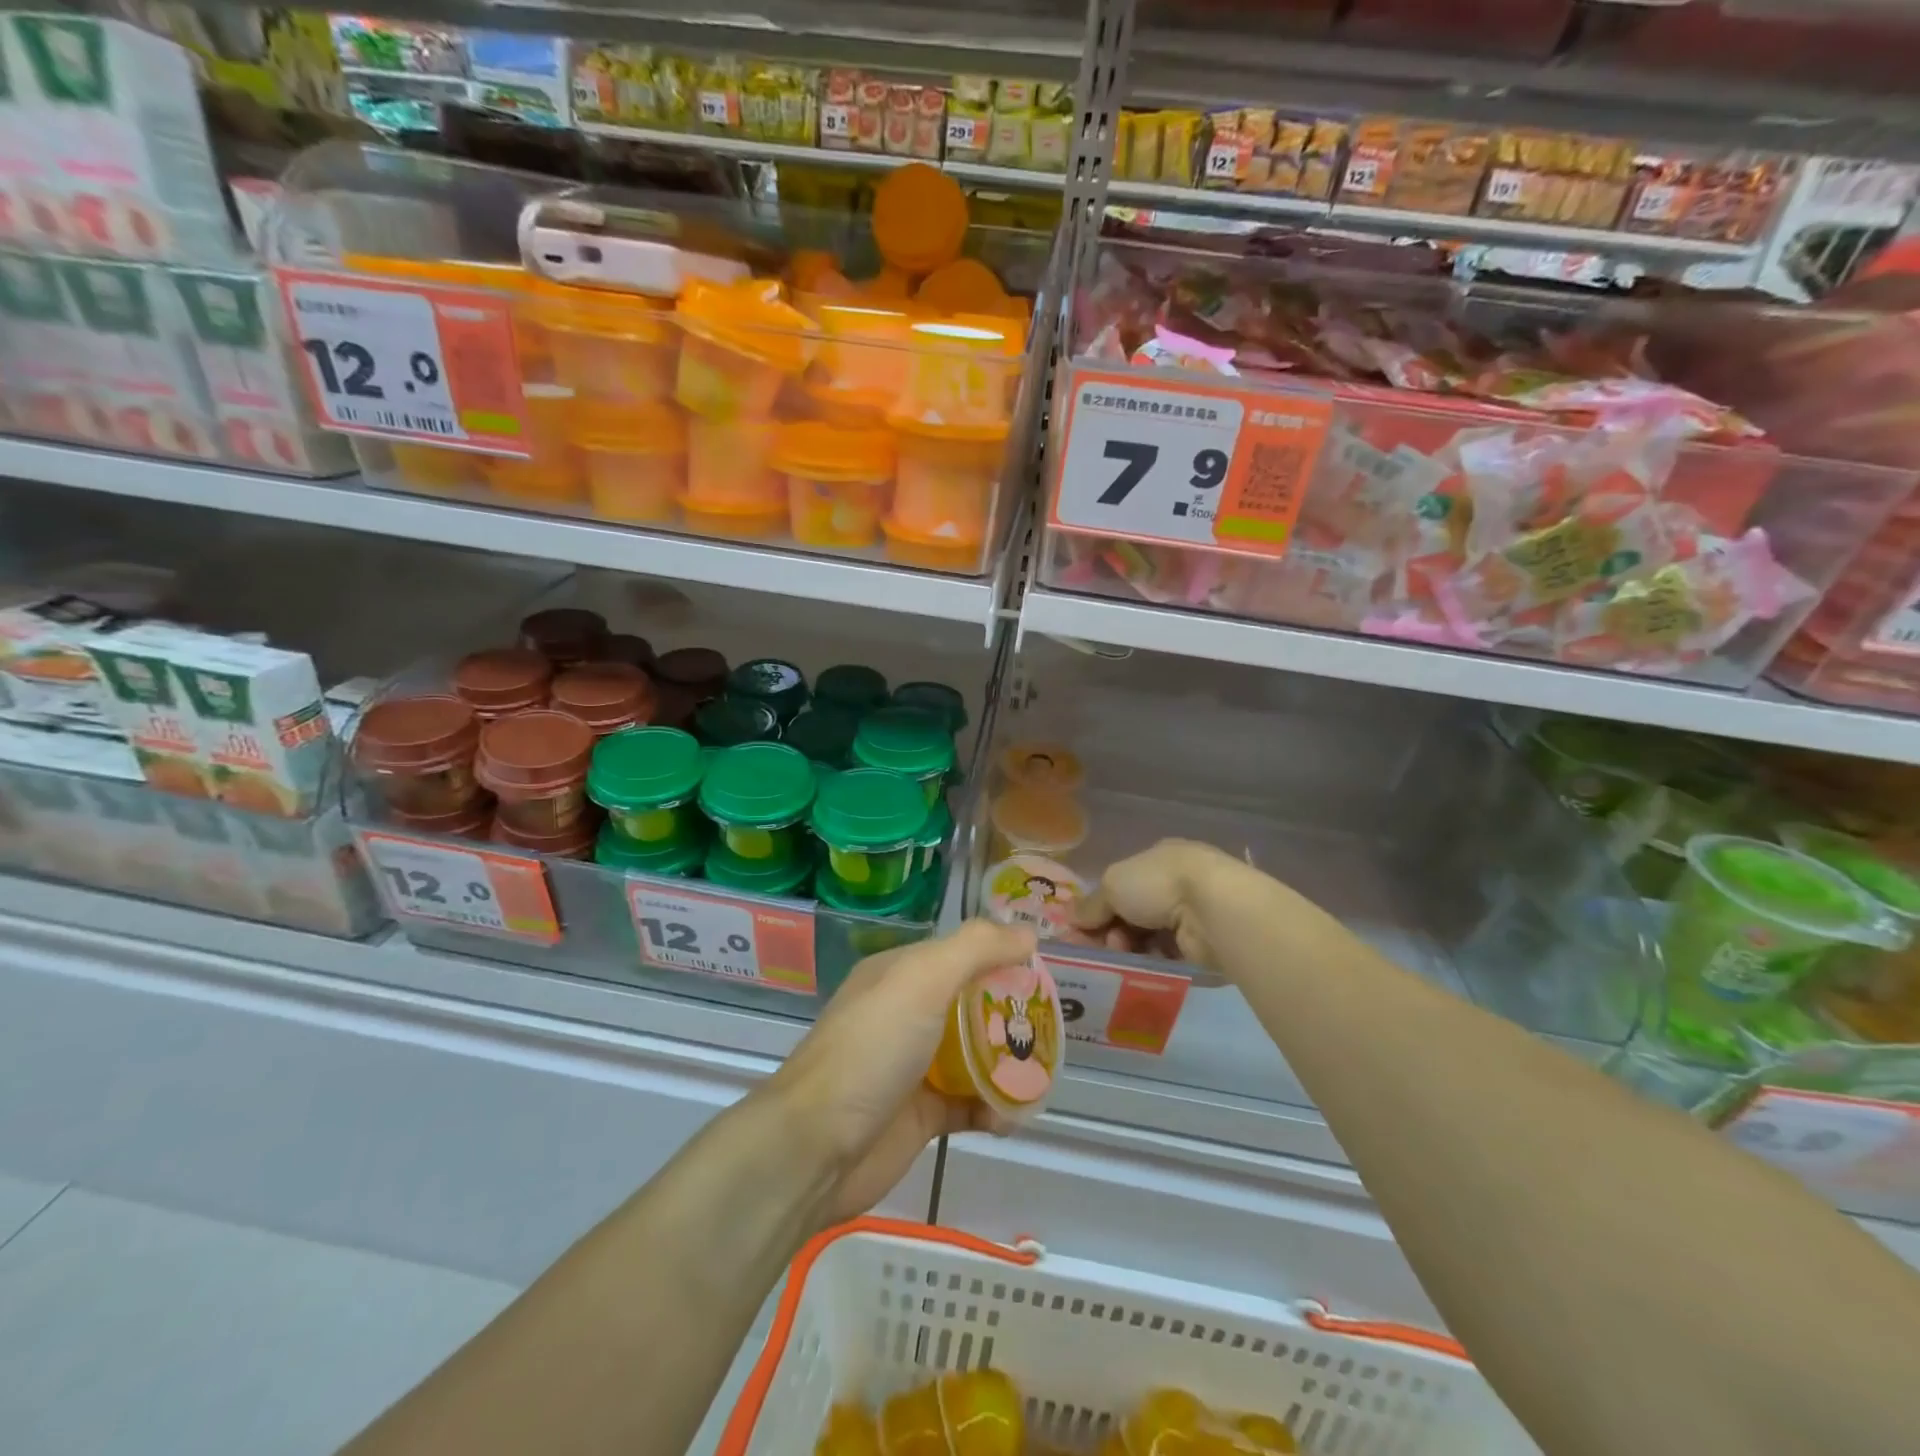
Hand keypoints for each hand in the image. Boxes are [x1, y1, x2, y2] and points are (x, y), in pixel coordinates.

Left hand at [770, 919, 1036, 1224]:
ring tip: (1042, 1074)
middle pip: (971, 1003)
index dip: (1000, 956)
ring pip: (974, 1055)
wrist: (816, 1147)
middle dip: (1010, 1012)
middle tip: (1050, 1025)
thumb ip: (976, 949)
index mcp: (901, 974)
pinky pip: (969, 1103)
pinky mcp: (922, 1115)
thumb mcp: (922, 980)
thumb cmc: (872, 1049)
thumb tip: (1028, 932)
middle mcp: (907, 1013)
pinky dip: (993, 1108)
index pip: (960, 953)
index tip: (1042, 969)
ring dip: (1007, 1063)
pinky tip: (1010, 1117)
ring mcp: (914, 1065)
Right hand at [1074, 838, 1251, 972]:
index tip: (1079, 929)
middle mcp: (1176, 883)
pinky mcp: (1203, 943)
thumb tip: (1070, 918)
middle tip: (1095, 947)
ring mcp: (1192, 913)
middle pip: (1132, 912)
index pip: (1121, 884)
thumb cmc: (1158, 884)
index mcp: (1157, 859)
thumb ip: (1091, 904)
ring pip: (1148, 936)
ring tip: (1119, 956)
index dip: (1098, 906)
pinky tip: (1137, 968)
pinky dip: (1149, 961)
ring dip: (1127, 947)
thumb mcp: (1112, 885)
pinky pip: (1166, 955)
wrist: (1213, 910)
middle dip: (1110, 930)